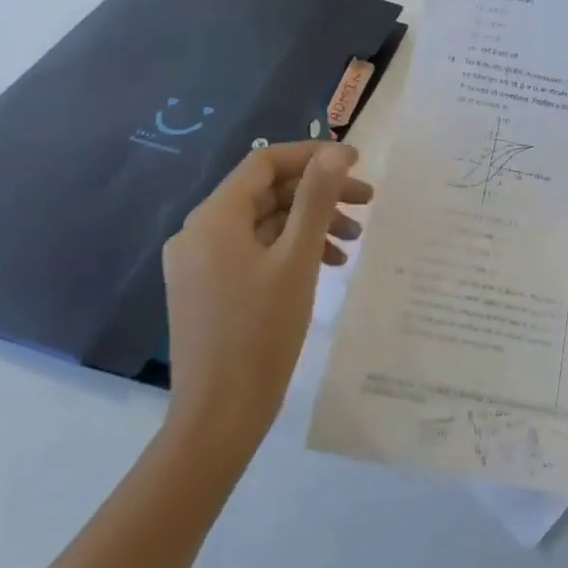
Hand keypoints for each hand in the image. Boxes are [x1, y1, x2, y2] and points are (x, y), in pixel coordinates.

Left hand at [160, 142, 371, 453]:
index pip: (265, 163)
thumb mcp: (297, 259)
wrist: (220, 414)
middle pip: (267, 193)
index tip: (357, 163)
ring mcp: (201, 262)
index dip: (313, 156)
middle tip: (367, 203)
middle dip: (319, 194)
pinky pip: (254, 251)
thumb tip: (336, 153)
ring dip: (310, 223)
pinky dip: (291, 250)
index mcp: (214, 219)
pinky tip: (327, 266)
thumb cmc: (262, 332)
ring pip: (264, 223)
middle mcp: (199, 232)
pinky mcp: (208, 288)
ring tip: (353, 241)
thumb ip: (316, 199)